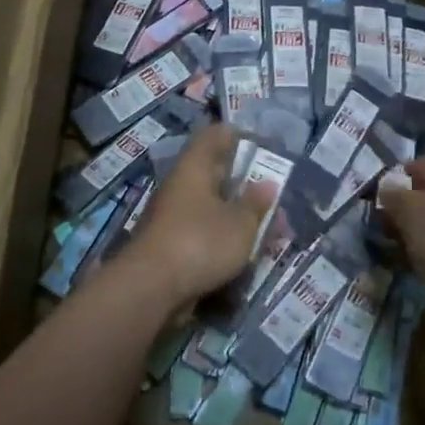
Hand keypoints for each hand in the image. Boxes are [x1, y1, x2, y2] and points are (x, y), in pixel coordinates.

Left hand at [125, 125, 274, 309]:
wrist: (151, 289)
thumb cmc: (200, 242)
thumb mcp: (240, 223)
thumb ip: (256, 203)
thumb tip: (267, 183)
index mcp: (194, 167)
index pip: (214, 136)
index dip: (238, 136)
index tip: (262, 146)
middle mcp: (180, 186)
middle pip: (214, 174)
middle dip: (245, 184)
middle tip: (273, 193)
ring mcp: (173, 217)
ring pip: (211, 207)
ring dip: (238, 215)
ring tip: (269, 229)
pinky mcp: (171, 246)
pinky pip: (204, 233)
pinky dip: (225, 238)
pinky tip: (246, 251)